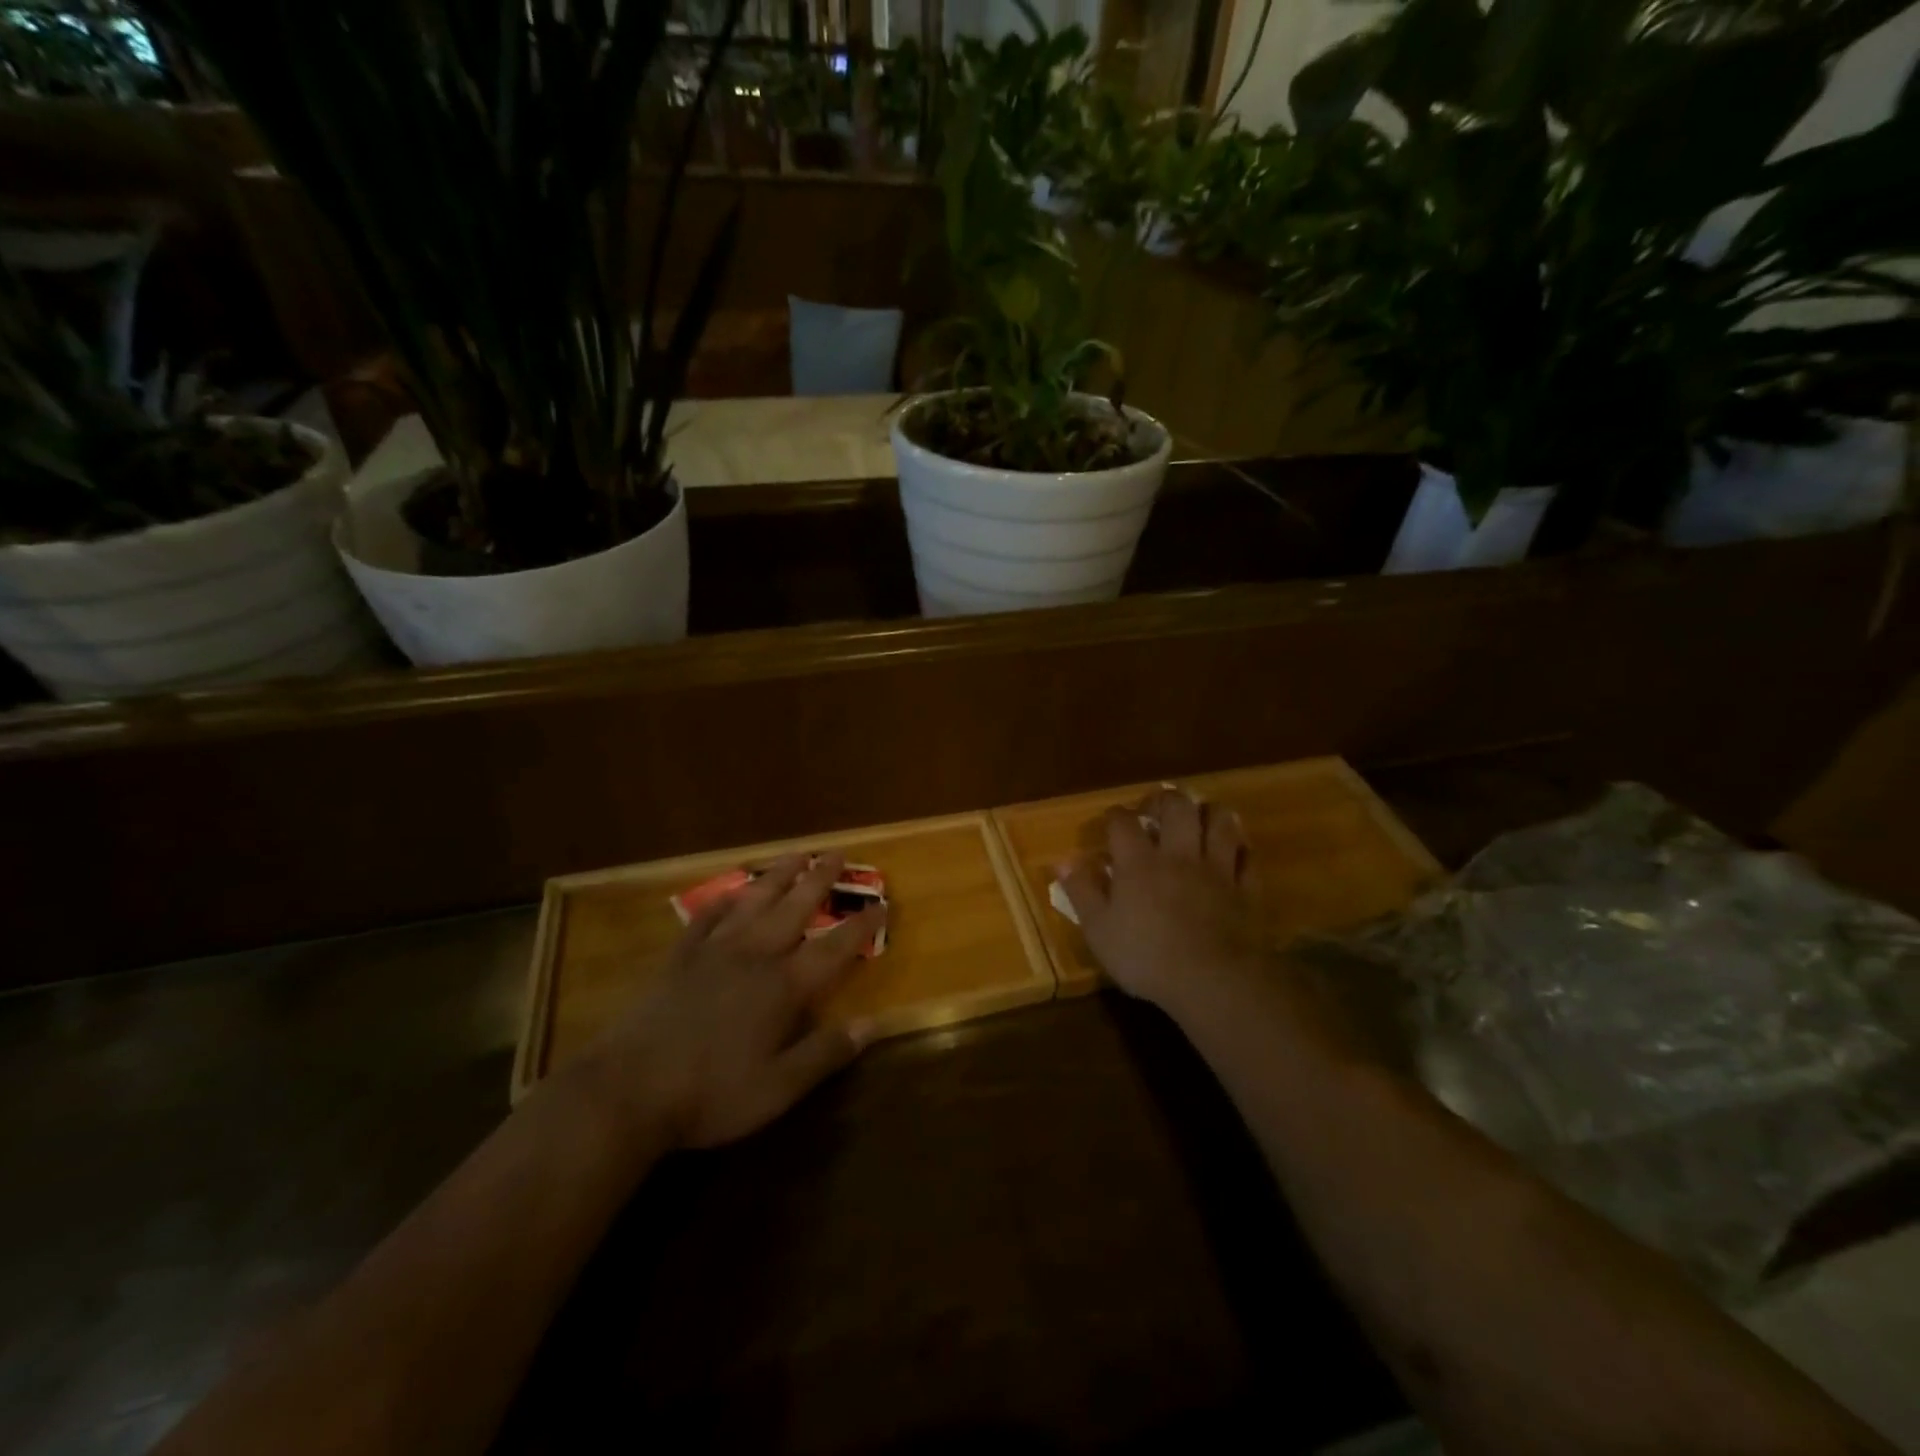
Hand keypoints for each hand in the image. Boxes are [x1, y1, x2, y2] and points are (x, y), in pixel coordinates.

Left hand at [575, 851, 884, 1151]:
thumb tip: (873, 1025)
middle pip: (795, 908)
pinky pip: (706, 918)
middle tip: (837, 853)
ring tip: (796, 855)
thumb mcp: (778, 1088)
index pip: (834, 948)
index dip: (861, 926)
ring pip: (754, 902)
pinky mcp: (680, 958)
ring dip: (778, 876)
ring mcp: (714, 952)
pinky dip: (722, 902)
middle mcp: (754, 956)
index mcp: (784, 986)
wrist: (628, 1090)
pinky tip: (730, 893)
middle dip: (820, 880)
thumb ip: (826, 1053)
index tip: (882, 904)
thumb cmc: (711, 1094)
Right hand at [1059, 787, 1267, 1019]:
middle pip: (1177, 806)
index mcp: (1138, 863)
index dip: (1115, 815)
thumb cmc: (1146, 957)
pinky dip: (1240, 850)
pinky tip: (1234, 853)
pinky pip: (1247, 858)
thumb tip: (1063, 860)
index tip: (1111, 822)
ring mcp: (1216, 869)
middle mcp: (1178, 855)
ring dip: (1209, 814)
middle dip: (1165, 800)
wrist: (1212, 980)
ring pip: (1220, 822)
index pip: (1123, 822)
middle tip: (1157, 810)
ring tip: (1200, 819)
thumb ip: (1081, 891)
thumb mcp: (1098, 930)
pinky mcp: (1245, 889)